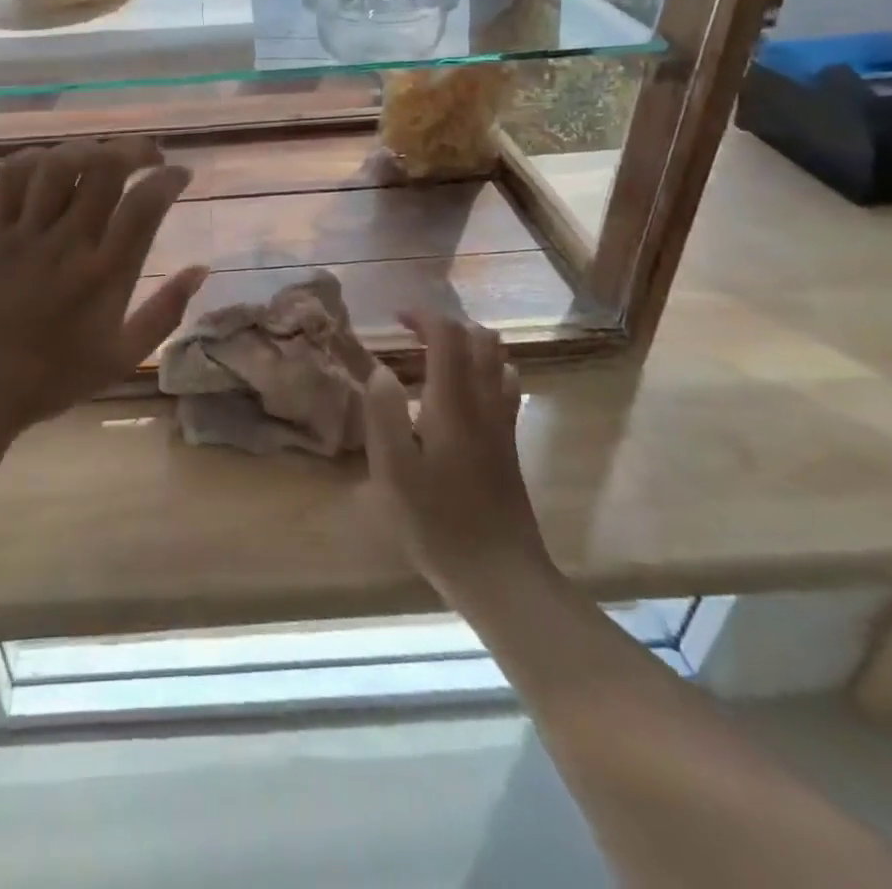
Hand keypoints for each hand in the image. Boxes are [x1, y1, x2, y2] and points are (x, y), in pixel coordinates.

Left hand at [0, 137, 207, 451]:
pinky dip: (36, 158)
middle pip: (105, 169)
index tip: (181, 174)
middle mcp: (67, 245)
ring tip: (103, 156)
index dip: (169, 178)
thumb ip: (166, 312)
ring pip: (58, 164)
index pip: (145, 205)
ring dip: (88, 149)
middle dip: (136, 150)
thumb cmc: (52, 379)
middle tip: (149, 157)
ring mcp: (23, 234)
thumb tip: (201, 269)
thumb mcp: (122, 357)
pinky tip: (52, 166)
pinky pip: (11, 176)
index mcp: (105, 276)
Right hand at [362, 313, 550, 598]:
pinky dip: (483, 372)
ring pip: (498, 362)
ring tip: (434, 357)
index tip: (395, 319)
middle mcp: (484, 404)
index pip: (449, 337)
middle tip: (413, 334)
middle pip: (481, 341)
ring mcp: (503, 425)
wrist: (500, 574)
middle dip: (448, 326)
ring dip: (468, 346)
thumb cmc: (437, 522)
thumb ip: (384, 414)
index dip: (424, 317)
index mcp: (453, 404)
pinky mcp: (509, 446)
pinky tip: (460, 395)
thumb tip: (381, 371)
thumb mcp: (393, 471)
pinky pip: (504, 388)